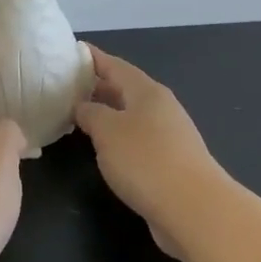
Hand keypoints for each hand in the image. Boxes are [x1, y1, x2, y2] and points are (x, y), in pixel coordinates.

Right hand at [74, 45, 229, 258]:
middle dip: (96, 86)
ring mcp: (169, 136)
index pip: (114, 65)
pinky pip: (137, 139)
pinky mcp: (171, 163)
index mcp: (147, 91)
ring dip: (106, 114)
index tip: (70, 51)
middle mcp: (160, 107)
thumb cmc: (146, 161)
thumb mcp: (107, 131)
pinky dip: (117, 138)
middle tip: (65, 87)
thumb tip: (83, 106)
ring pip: (130, 116)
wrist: (195, 210)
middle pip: (124, 89)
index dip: (91, 58)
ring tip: (77, 116)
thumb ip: (90, 113)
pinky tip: (103, 149)